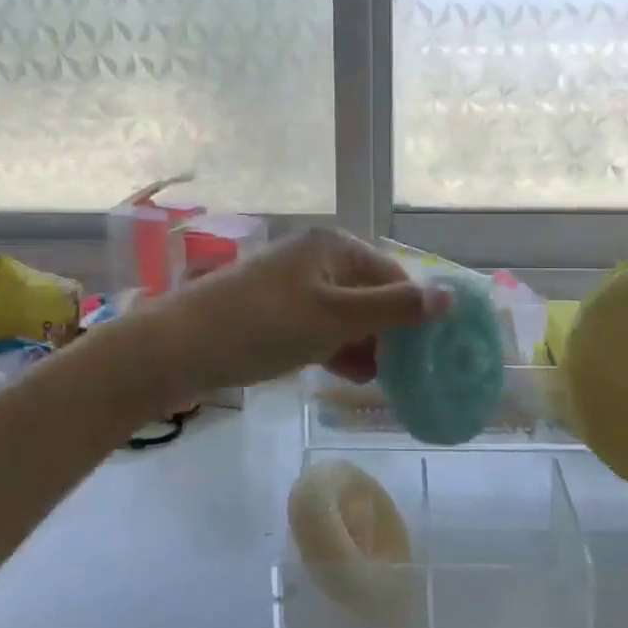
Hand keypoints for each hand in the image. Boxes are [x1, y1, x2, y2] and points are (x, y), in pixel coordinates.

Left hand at [143, 227, 445, 396]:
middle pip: (369, 295)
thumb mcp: (336, 319)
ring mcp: (290, 286)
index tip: (427, 356)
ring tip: (377, 381)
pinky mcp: (271, 312)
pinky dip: (334, 349)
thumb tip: (451, 297)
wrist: (176, 349)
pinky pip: (317, 327)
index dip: (412, 314)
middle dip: (387, 334)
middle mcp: (314, 258)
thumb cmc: (264, 326)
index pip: (393, 277)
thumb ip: (394, 309)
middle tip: (403, 375)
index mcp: (333, 247)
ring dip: (363, 345)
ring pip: (343, 315)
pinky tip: (345, 375)